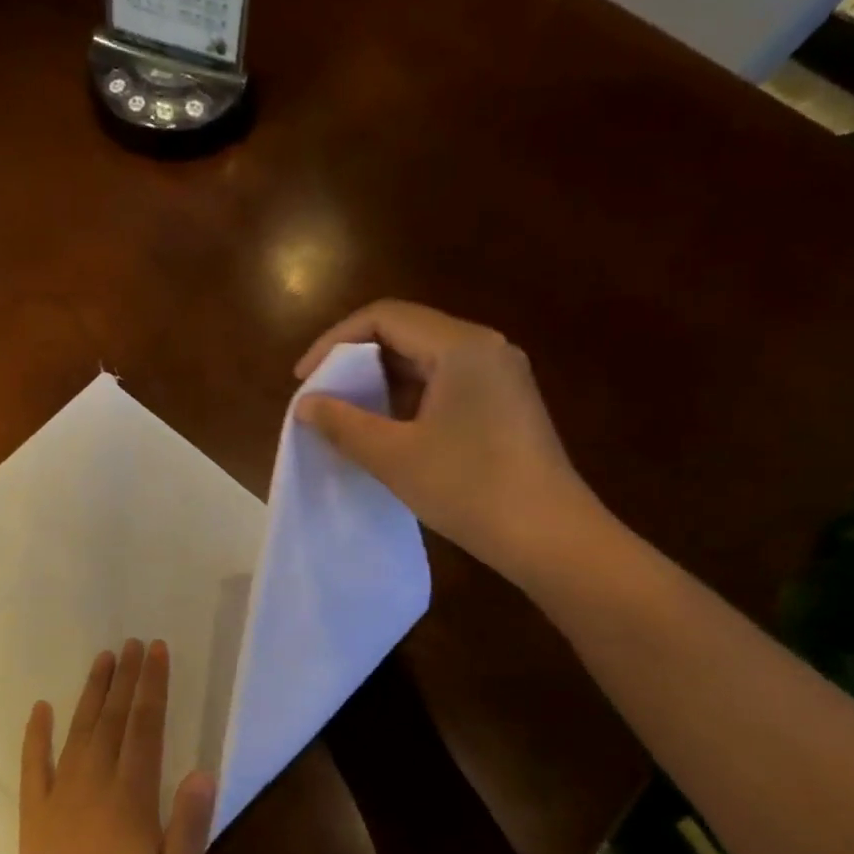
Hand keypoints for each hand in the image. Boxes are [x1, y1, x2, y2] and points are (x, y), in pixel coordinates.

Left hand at [16, 639, 215, 853]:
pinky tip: (40, 709)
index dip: (153, 687)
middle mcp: (94, 789)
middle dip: (125, 679)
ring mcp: (58, 802)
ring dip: (90, 695)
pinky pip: (33, 768)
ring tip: (102, 660)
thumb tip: (203, 769)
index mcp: (133, 800)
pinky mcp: (33, 822)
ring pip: (77, 734)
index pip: (146, 728)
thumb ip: (190, 825)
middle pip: (112, 721)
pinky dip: (36, 736)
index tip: (157, 651)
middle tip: (132, 643)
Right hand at [293, 299, 606, 585]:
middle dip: (356, 362)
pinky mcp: (505, 404)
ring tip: (348, 417)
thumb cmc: (468, 488)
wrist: (549, 536)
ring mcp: (500, 376)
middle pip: (406, 333)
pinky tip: (389, 432)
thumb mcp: (394, 456)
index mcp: (461, 346)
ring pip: (426, 361)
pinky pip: (446, 384)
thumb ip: (343, 424)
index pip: (384, 317)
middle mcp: (485, 347)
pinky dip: (408, 399)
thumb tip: (306, 404)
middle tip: (322, 398)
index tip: (304, 379)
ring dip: (381, 383)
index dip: (334, 342)